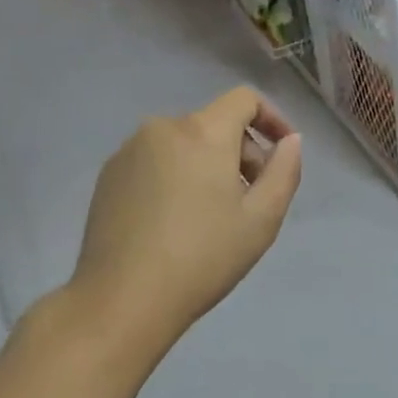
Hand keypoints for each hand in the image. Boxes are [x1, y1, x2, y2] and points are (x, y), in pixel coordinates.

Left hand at [72, 87, 301, 348]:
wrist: (123, 298)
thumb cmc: (203, 258)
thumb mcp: (262, 220)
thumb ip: (284, 171)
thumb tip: (290, 141)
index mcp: (202, 132)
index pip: (244, 99)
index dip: (271, 117)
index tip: (282, 151)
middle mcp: (161, 128)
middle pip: (214, 124)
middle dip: (240, 153)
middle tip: (250, 200)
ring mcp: (128, 152)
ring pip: (183, 145)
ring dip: (207, 166)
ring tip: (212, 216)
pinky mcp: (108, 177)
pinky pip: (154, 162)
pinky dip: (175, 177)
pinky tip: (174, 222)